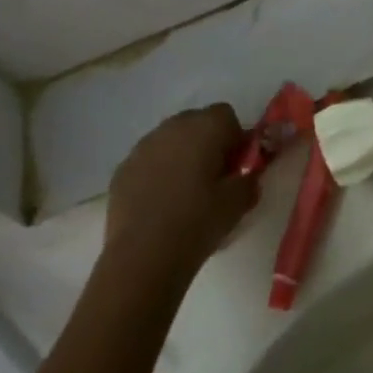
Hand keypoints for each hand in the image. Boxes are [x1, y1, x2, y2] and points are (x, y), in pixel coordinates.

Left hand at [104, 105, 260, 282]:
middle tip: (213, 181)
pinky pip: (149, 161)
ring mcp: (144, 145)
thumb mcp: (238, 204)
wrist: (142, 256)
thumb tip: (248, 176)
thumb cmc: (197, 222)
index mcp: (205, 127)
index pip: (227, 116)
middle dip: (207, 145)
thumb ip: (249, 180)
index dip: (235, 140)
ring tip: (183, 194)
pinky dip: (157, 173)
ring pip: (171, 141)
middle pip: (197, 123)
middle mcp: (173, 126)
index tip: (236, 168)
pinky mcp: (123, 168)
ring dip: (181, 157)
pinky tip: (159, 205)